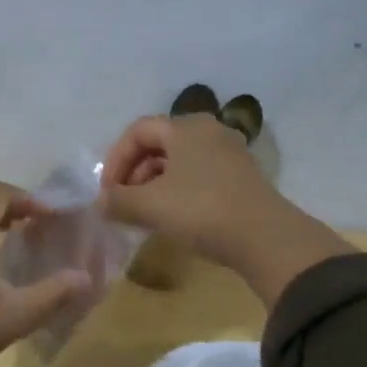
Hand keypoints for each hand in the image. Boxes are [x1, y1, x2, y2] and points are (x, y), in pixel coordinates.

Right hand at [100, 114, 351, 304]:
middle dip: (134, 173)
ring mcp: (229, 154)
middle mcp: (209, 131)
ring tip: (144, 214)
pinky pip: (198, 175)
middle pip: (158, 144)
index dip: (115, 159)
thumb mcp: (151, 206)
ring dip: (154, 184)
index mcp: (185, 127)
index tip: (107, 192)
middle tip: (123, 202)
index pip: (137, 131)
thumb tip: (99, 204)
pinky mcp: (241, 178)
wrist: (266, 239)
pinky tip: (172, 218)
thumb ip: (118, 201)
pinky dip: (178, 191)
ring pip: (179, 161)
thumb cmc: (202, 211)